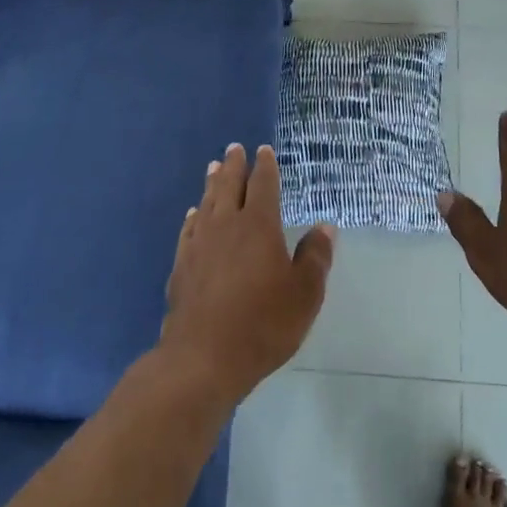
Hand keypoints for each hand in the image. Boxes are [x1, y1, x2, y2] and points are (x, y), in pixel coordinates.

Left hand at [160, 143, 335, 405]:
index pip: (263, 185)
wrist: (204, 357)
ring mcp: (199, 244)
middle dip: (234, 166)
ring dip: (212, 184)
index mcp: (259, 226)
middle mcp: (226, 226)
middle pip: (229, 186)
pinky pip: (189, 230)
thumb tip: (325, 227)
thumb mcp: (304, 294)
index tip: (264, 151)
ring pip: (207, 203)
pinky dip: (194, 217)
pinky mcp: (181, 265)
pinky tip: (194, 215)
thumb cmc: (263, 324)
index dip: (265, 167)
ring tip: (213, 168)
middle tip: (234, 149)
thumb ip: (315, 257)